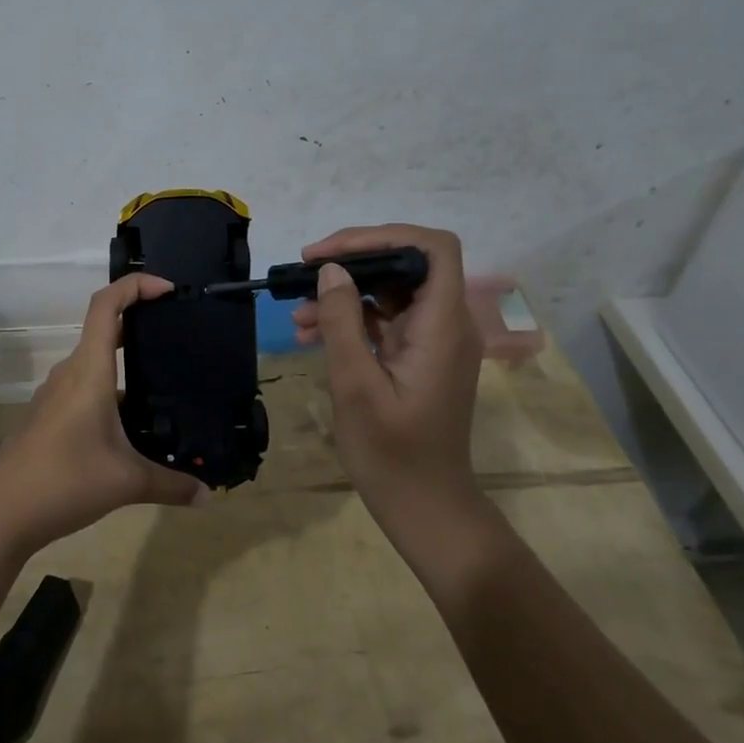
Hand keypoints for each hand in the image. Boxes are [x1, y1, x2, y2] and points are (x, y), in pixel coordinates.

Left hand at [0, 273, 206, 551]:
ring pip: (94, 364)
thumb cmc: (66, 481)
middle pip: (103, 330)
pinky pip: (85, 389)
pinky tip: (131, 424)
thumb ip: (171, 485)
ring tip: (163, 384)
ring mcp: (55, 395)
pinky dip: (110, 391)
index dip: (135, 286)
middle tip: (177, 335)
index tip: (168, 291)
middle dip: (139, 324)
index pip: (106, 305)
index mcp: (89, 371)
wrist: (2, 513)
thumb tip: (207, 497)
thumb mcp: (127, 482)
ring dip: (125, 365)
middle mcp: (70, 374)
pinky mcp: (49, 416)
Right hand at [290, 224, 482, 505]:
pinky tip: (310, 334)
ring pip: (390, 292)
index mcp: (442, 326)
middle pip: (407, 265)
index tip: (332, 253)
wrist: (423, 506)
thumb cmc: (392, 452)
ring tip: (297, 314)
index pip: (433, 249)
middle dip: (353, 263)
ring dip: (345, 295)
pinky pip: (385, 321)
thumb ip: (343, 323)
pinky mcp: (418, 357)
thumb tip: (331, 271)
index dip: (383, 236)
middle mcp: (445, 324)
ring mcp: (433, 341)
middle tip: (304, 273)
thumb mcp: (356, 385)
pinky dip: (350, 320)